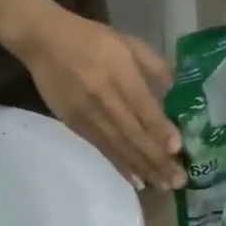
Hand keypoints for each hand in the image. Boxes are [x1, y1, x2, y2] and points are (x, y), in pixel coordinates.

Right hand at [18, 8, 184, 189]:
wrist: (44, 41)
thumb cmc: (92, 39)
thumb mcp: (128, 42)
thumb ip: (155, 66)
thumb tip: (180, 90)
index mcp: (119, 72)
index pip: (142, 106)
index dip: (159, 128)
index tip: (178, 148)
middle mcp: (104, 97)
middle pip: (133, 133)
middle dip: (157, 159)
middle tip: (179, 180)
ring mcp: (88, 114)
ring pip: (119, 146)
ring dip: (143, 168)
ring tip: (164, 185)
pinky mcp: (76, 125)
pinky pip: (102, 149)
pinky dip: (121, 166)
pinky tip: (137, 180)